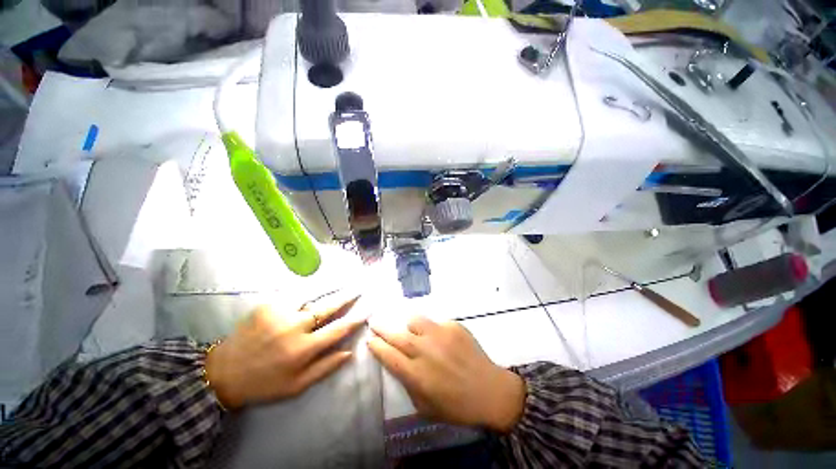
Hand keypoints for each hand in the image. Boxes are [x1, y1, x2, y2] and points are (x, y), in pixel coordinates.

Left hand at [205, 294, 363, 408]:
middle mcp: (295, 328)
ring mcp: (280, 313)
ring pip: (313, 295)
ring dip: (331, 287)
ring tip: (344, 280)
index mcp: (303, 350)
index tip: (367, 309)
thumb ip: (325, 367)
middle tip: (358, 288)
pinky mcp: (267, 305)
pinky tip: (318, 284)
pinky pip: (294, 293)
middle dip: (347, 296)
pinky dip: (309, 288)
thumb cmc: (265, 383)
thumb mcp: (297, 386)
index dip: (355, 318)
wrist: (224, 373)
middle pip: (328, 307)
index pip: (338, 329)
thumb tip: (349, 351)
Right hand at [368, 316, 525, 432]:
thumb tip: (398, 364)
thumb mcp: (425, 406)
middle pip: (397, 335)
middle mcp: (424, 351)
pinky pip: (436, 322)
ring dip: (408, 324)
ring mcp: (439, 335)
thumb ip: (408, 384)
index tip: (370, 339)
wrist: (489, 391)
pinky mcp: (453, 326)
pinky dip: (432, 329)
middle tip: (374, 322)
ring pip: (415, 320)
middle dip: (382, 328)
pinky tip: (440, 338)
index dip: (377, 346)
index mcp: (416, 374)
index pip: (388, 356)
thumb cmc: (456, 405)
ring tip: (410, 328)